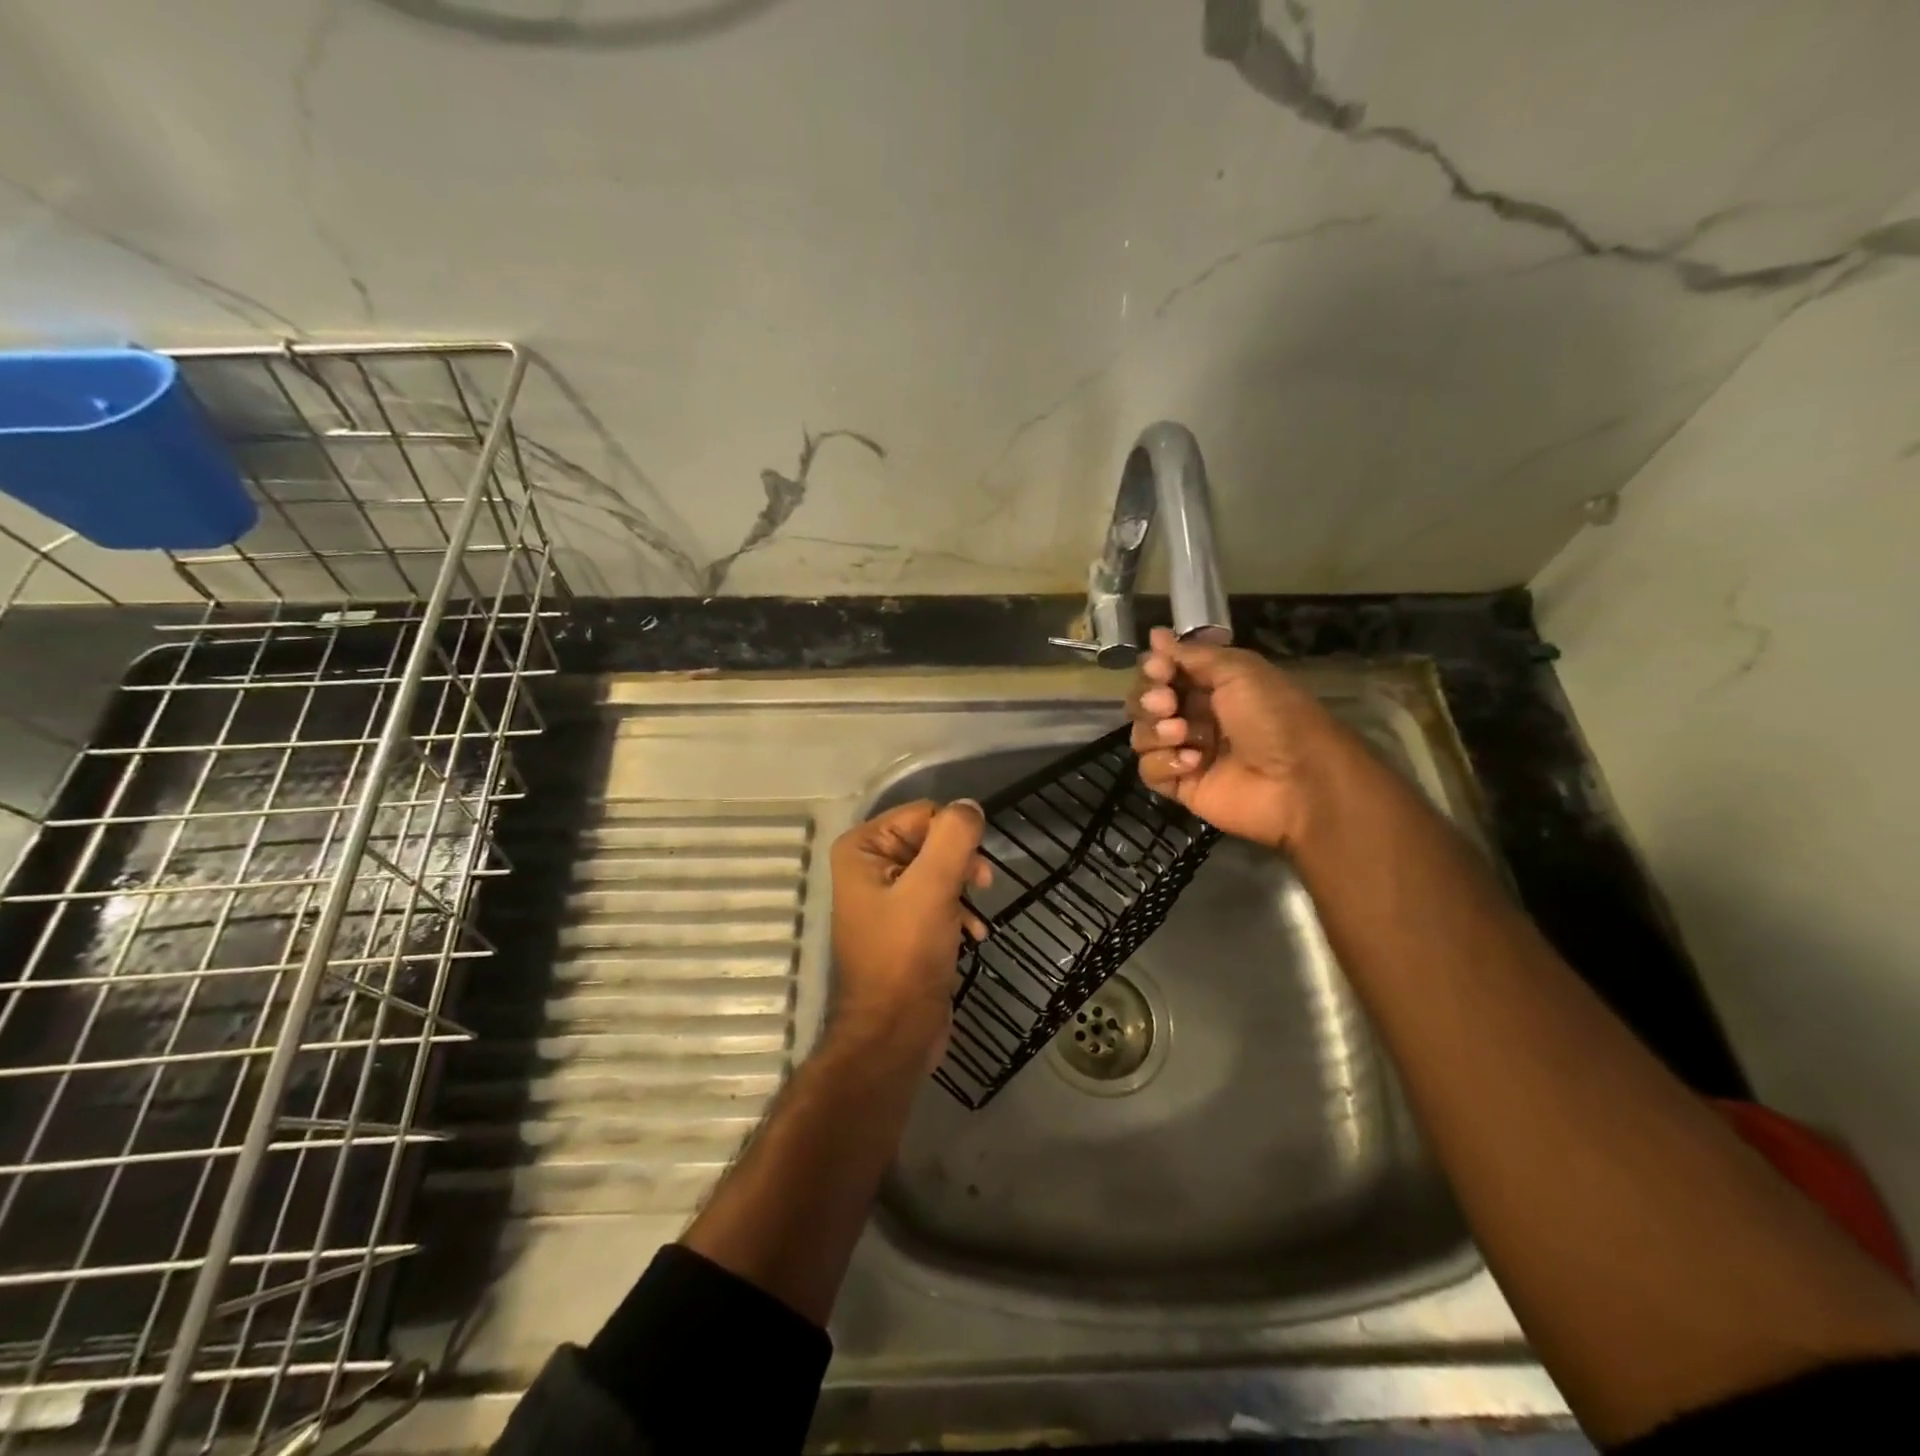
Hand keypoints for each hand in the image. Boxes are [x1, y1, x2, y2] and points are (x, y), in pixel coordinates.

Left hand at [828, 800, 991, 1075]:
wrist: (895, 1033)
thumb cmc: (906, 956)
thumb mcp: (933, 888)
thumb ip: (953, 838)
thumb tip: (970, 806)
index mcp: (862, 848)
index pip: (923, 814)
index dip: (954, 837)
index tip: (975, 868)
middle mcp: (868, 865)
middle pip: (932, 840)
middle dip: (961, 864)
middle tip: (982, 887)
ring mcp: (885, 897)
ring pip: (940, 870)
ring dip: (964, 890)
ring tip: (976, 917)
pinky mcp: (903, 925)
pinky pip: (938, 899)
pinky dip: (958, 912)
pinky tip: (974, 934)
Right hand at [1128, 626, 1341, 847]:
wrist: (1299, 780)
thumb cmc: (1274, 716)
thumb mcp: (1239, 671)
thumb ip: (1192, 655)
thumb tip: (1155, 635)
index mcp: (1212, 686)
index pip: (1163, 673)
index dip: (1154, 669)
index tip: (1160, 669)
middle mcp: (1196, 716)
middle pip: (1145, 703)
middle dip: (1149, 699)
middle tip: (1166, 703)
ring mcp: (1187, 752)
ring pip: (1142, 735)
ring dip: (1155, 730)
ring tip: (1182, 733)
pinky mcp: (1182, 785)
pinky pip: (1149, 770)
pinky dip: (1163, 763)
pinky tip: (1192, 763)